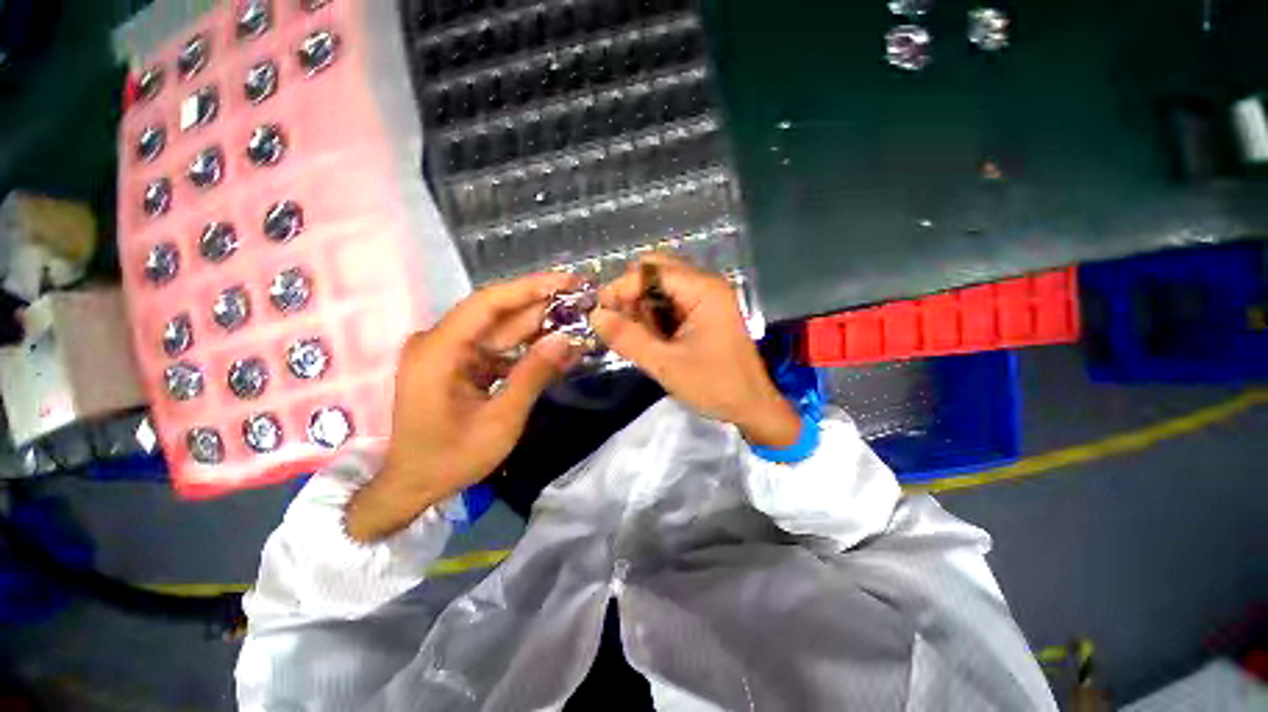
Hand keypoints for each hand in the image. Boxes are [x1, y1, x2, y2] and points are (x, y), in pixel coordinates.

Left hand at [346, 272, 580, 541]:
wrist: (414, 486)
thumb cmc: (452, 458)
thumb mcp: (501, 420)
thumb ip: (533, 375)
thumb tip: (566, 339)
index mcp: (439, 351)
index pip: (488, 303)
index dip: (530, 288)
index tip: (567, 280)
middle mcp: (440, 342)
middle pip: (498, 314)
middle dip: (542, 306)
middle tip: (582, 299)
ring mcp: (449, 353)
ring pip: (501, 331)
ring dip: (539, 327)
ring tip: (577, 319)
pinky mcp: (459, 365)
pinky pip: (498, 349)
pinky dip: (527, 349)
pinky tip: (555, 347)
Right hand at [590, 254, 799, 449]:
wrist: (752, 407)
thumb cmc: (714, 385)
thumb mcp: (665, 364)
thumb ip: (628, 338)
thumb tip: (595, 315)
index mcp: (703, 290)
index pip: (651, 271)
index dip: (622, 287)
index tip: (600, 312)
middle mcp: (706, 286)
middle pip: (656, 273)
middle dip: (632, 296)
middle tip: (617, 324)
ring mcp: (707, 299)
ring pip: (661, 289)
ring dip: (642, 308)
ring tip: (633, 336)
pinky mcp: (704, 314)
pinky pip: (671, 305)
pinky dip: (654, 317)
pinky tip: (649, 338)